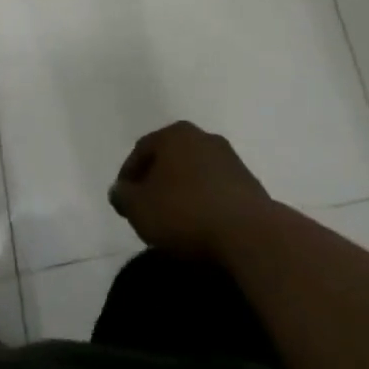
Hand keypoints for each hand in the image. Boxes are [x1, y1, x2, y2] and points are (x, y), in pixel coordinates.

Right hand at [108, 121, 271, 260]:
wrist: (249, 234)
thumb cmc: (186, 213)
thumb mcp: (140, 208)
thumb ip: (124, 196)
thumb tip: (119, 190)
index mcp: (175, 134)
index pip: (142, 149)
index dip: (128, 176)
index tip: (124, 202)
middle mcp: (203, 136)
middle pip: (170, 158)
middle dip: (156, 181)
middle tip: (147, 209)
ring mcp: (229, 158)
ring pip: (194, 172)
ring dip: (182, 192)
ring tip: (174, 221)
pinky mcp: (249, 183)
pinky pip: (215, 189)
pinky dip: (204, 202)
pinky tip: (200, 226)